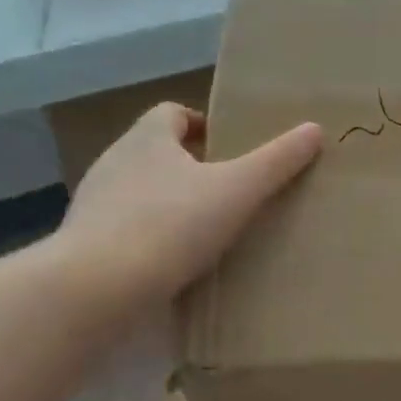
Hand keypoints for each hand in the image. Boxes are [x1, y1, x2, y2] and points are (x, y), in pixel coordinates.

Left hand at [56, 103, 321, 309]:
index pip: (172, 113)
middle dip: (191, 166)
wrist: (96, 288)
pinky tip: (176, 263)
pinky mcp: (86, 244)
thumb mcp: (238, 190)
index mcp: (147, 138)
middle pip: (157, 152)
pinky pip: (127, 229)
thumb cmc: (171, 225)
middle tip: (230, 191)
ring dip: (170, 204)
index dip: (202, 124)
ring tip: (208, 230)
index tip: (230, 149)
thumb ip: (276, 161)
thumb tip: (314, 130)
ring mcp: (95, 204)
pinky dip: (152, 237)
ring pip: (140, 191)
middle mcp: (115, 162)